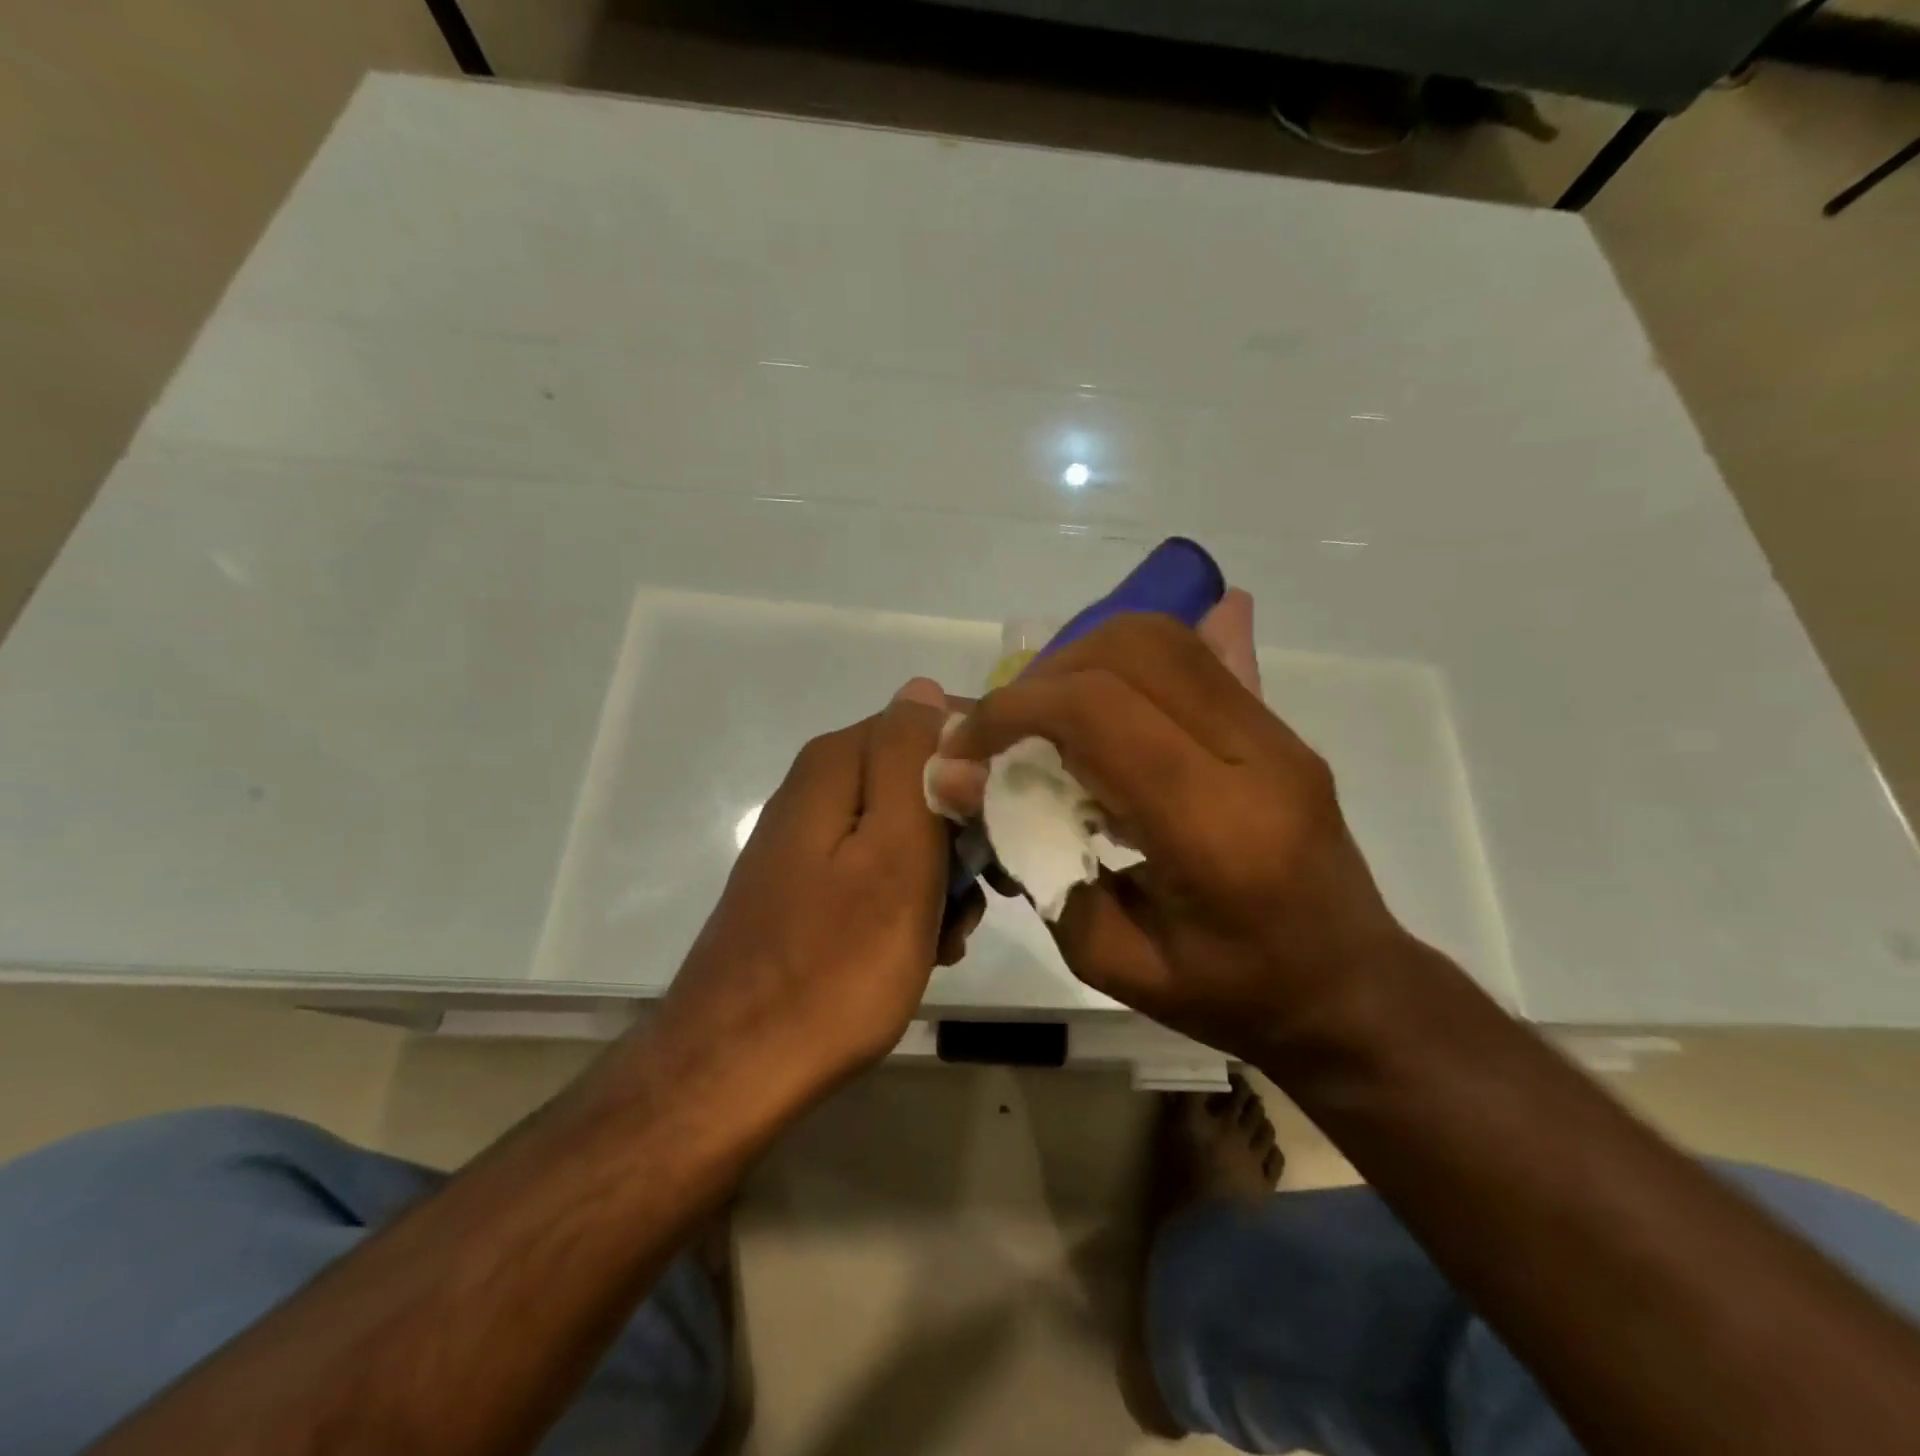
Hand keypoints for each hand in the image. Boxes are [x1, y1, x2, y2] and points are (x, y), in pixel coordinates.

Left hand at [653, 679, 979, 1102]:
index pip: (933, 722)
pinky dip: (912, 902)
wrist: (739, 1067)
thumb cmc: (836, 961)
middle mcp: (820, 787)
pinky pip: (881, 870)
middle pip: (922, 778)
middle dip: (964, 830)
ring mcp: (813, 839)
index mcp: (838, 763)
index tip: (1014, 816)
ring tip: (951, 933)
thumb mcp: (894, 851)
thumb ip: (910, 759)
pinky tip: (924, 948)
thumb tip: (924, 688)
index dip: (983, 763)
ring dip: (944, 875)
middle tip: (985, 890)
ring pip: (908, 830)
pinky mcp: (811, 885)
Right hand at [931, 603, 1408, 1062]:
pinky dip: (1125, 665)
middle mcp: (1256, 757)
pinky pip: (1193, 657)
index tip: (967, 747)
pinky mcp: (1278, 725)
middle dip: (1045, 679)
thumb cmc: (1229, 996)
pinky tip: (1103, 706)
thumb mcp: (1111, 961)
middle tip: (1010, 733)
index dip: (1013, 711)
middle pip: (1131, 651)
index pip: (1098, 713)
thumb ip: (1035, 862)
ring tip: (1050, 721)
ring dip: (1082, 662)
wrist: (1349, 990)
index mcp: (1216, 829)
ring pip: (1163, 638)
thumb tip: (961, 778)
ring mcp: (1277, 732)